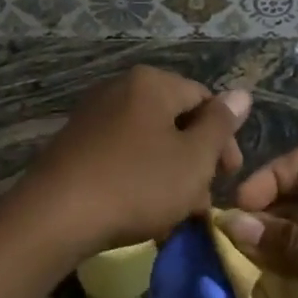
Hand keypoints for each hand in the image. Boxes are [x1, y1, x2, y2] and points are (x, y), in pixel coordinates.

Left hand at [14, 66, 249, 256]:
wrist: (56, 215)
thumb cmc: (136, 183)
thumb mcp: (193, 158)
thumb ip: (220, 125)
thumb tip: (242, 93)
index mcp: (151, 83)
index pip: (204, 99)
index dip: (224, 139)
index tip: (229, 178)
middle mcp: (120, 88)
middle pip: (175, 120)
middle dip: (196, 161)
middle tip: (202, 202)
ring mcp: (94, 115)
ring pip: (149, 141)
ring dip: (170, 174)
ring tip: (176, 215)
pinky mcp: (76, 143)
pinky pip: (122, 154)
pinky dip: (139, 177)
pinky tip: (142, 211)